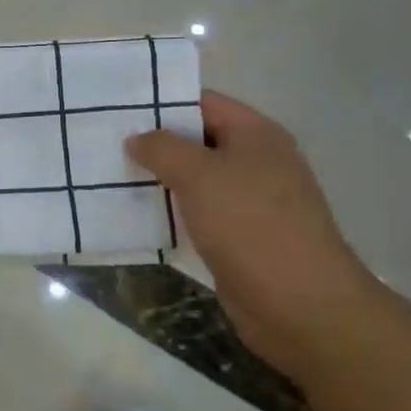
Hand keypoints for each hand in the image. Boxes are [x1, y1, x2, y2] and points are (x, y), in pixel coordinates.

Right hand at [126, 91, 377, 380]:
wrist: (303, 307)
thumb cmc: (251, 225)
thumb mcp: (198, 174)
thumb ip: (162, 148)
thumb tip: (136, 139)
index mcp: (256, 134)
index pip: (202, 102)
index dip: (162, 102)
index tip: (119, 110)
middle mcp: (257, 162)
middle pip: (198, 140)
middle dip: (156, 143)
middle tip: (107, 144)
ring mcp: (252, 202)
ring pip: (197, 180)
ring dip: (161, 180)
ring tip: (113, 177)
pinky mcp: (243, 238)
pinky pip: (200, 213)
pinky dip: (173, 212)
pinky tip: (139, 215)